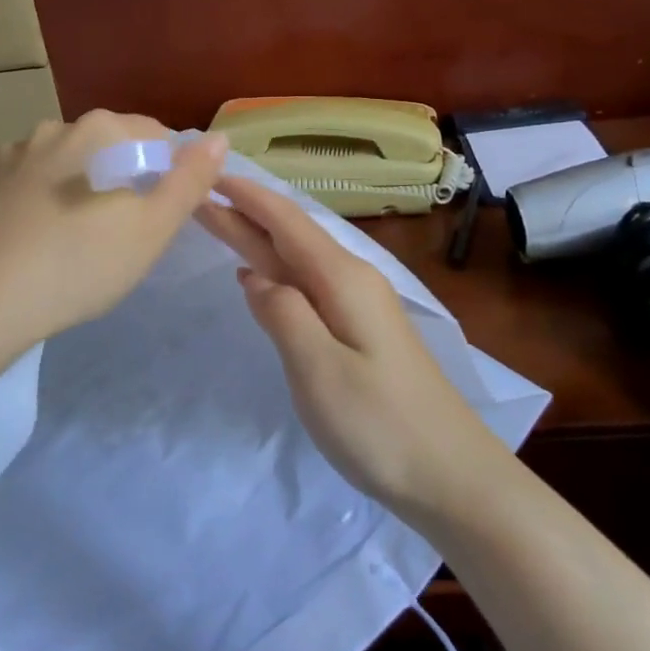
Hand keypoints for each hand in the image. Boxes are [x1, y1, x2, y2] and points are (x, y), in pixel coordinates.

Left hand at [0, 111, 228, 363]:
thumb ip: (190, 180)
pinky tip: (29, 242)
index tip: (165, 208)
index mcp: (97, 133)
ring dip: (73, 186)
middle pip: (102, 146)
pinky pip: (16, 187)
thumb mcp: (152, 229)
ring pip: (56, 164)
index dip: (169, 167)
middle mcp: (49, 130)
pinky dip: (31, 203)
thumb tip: (217, 138)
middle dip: (120, 176)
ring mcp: (3, 157)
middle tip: (122, 229)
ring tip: (73, 237)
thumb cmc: (78, 264)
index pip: (152, 133)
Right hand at [196, 175, 511, 521]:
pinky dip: (277, 274)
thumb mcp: (320, 371)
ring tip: (219, 225)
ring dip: (258, 241)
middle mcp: (353, 281)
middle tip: (196, 197)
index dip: (248, 198)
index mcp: (343, 280)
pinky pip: (309, 287)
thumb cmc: (382, 425)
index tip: (208, 175)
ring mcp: (360, 307)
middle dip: (244, 215)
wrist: (453, 476)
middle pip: (290, 237)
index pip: (287, 222)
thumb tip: (254, 275)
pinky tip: (261, 277)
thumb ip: (283, 315)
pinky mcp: (362, 333)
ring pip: (298, 261)